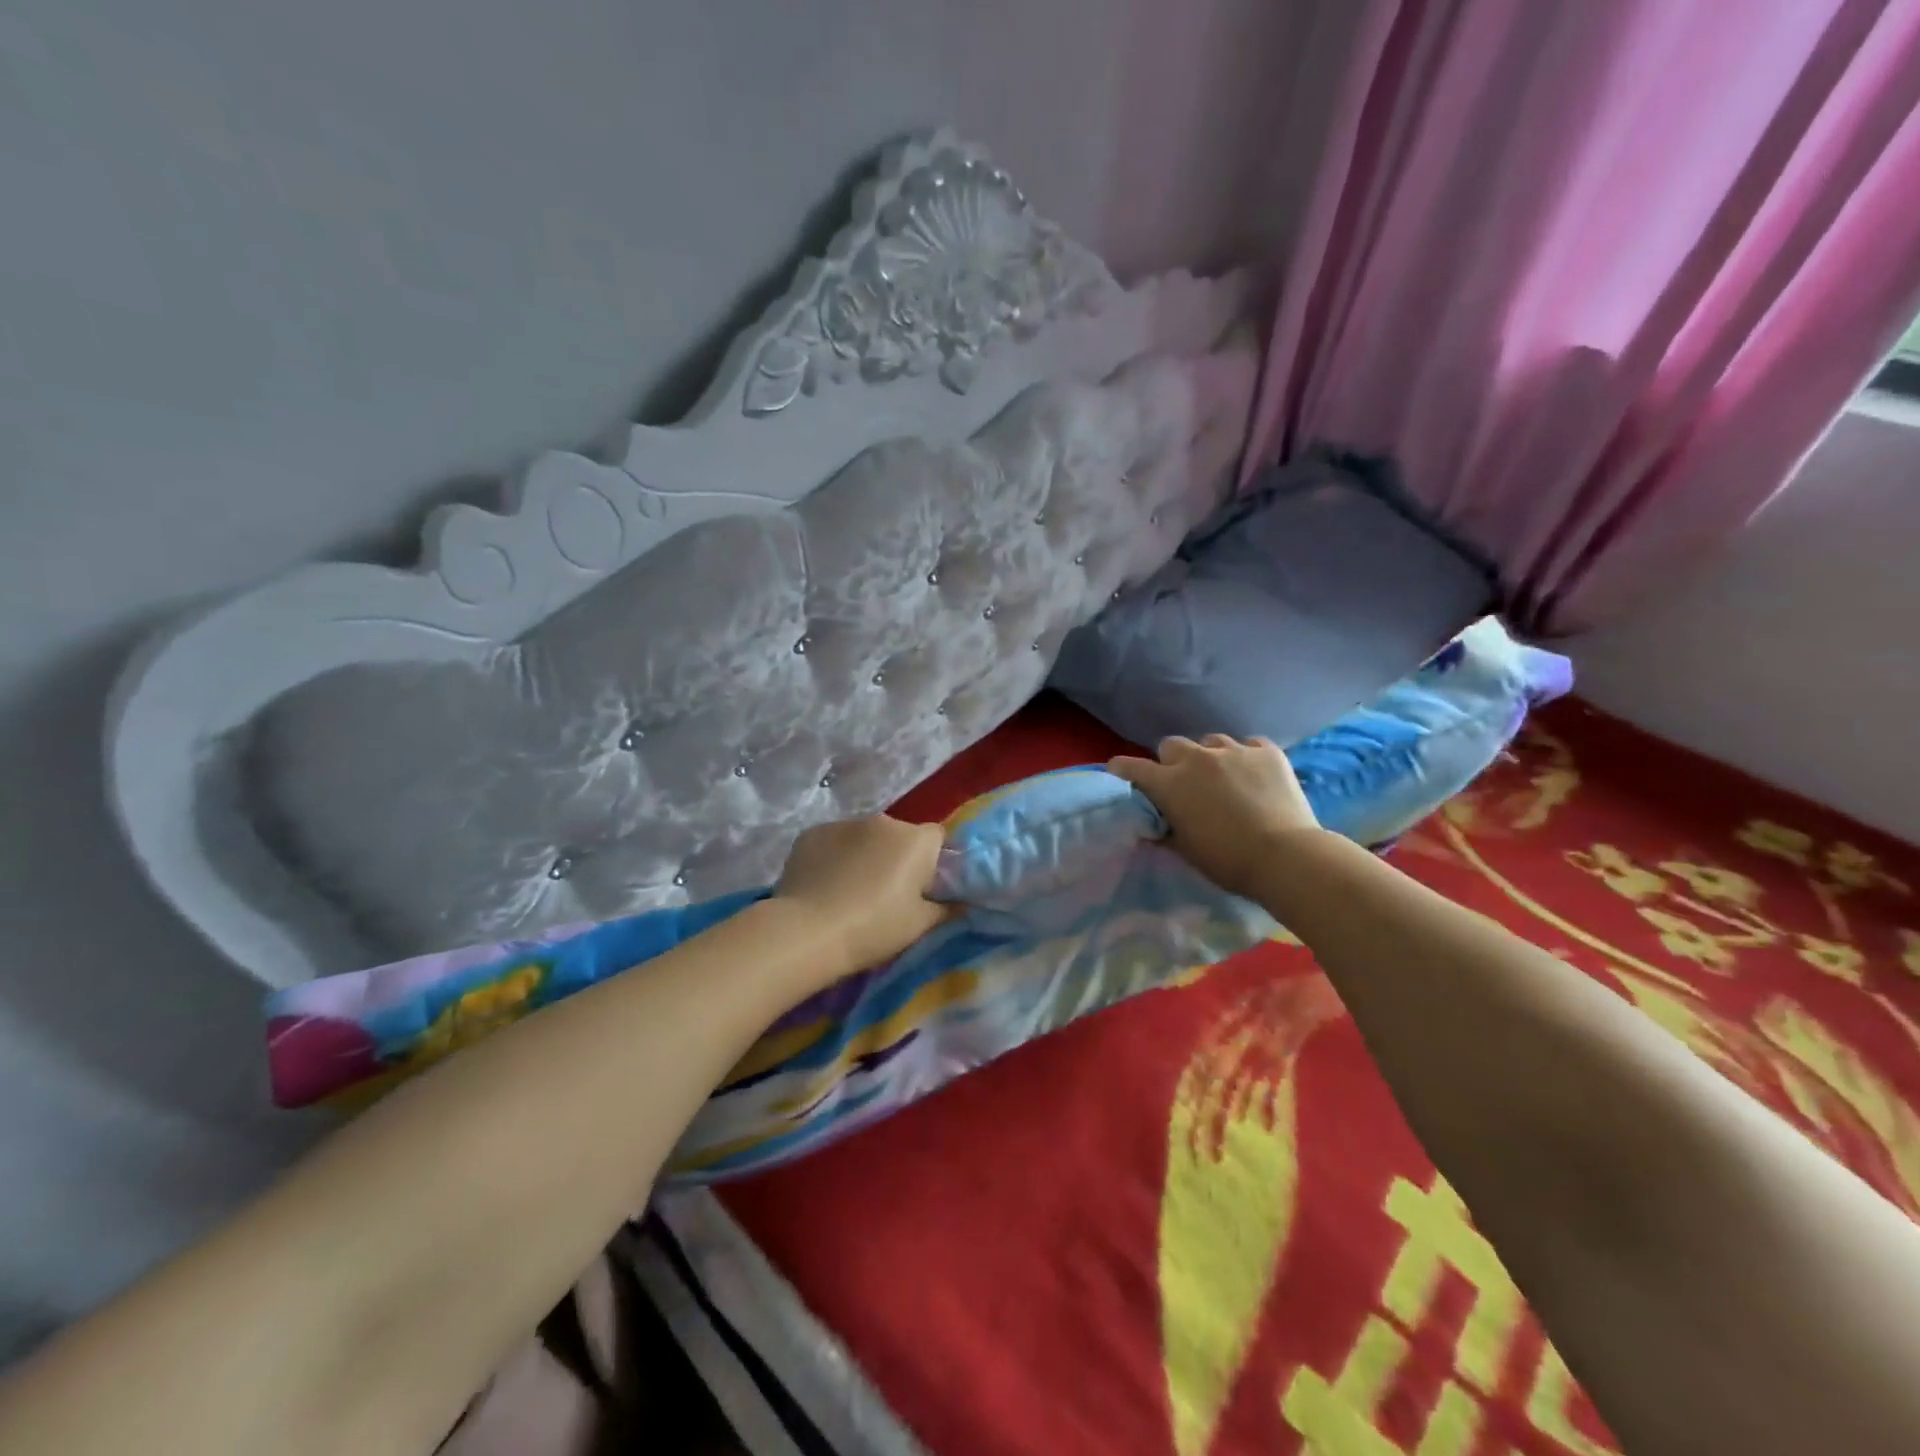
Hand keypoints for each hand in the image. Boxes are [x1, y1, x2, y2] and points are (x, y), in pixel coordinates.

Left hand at [775, 815, 949, 973]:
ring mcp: (844, 823)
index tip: (924, 886)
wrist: (807, 932)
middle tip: (887, 893)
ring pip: (864, 837)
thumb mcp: (920, 925)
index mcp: (915, 840)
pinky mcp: (812, 833)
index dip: (934, 861)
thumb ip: (945, 908)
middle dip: (897, 857)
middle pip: (899, 835)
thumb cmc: (874, 928)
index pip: (937, 838)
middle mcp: (883, 821)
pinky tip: (824, 885)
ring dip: (864, 855)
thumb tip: (959, 901)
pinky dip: (834, 857)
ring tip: (850, 890)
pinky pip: (833, 842)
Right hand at [1108, 734, 1320, 899]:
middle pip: (1171, 745)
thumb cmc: (1227, 860)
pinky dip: (1246, 758)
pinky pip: (1249, 745)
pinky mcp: (1267, 752)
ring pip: (1211, 741)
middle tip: (1184, 783)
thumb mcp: (1185, 850)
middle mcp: (1197, 758)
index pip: (1131, 767)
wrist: (1286, 857)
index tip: (1121, 775)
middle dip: (1173, 761)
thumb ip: (1164, 830)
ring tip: (1223, 777)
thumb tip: (1154, 824)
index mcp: (1170, 783)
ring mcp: (1234, 750)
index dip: (1122, 770)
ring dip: (1210, 757)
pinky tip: (1254, 775)